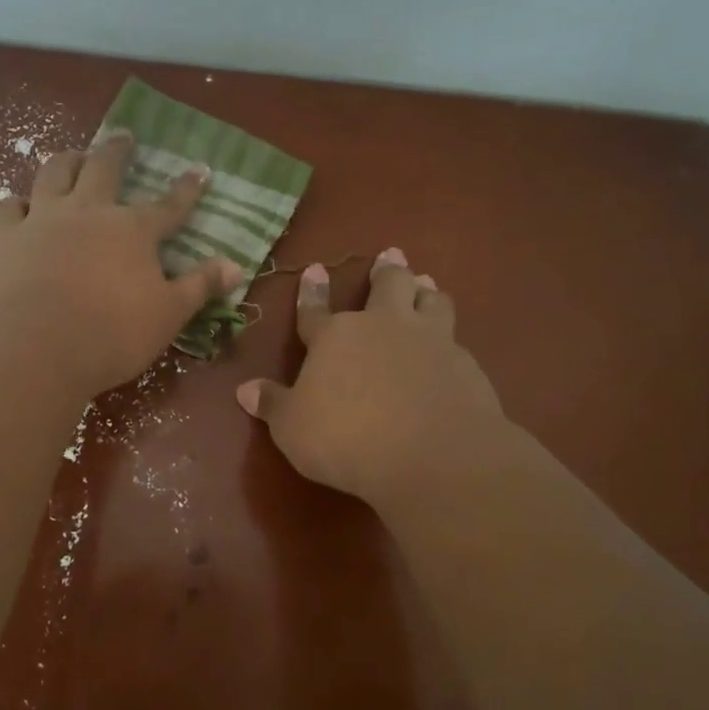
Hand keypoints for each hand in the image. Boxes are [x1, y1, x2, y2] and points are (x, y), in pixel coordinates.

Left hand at [0, 132, 241, 395]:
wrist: (39, 345)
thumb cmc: (114, 333)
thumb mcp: (169, 314)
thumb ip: (200, 286)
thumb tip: (236, 266)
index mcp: (133, 230)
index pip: (168, 205)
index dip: (186, 189)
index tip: (200, 170)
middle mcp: (88, 211)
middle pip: (104, 169)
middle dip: (117, 151)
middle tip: (123, 135)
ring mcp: (43, 219)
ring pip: (54, 174)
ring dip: (66, 160)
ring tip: (73, 154)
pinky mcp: (5, 237)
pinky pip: (9, 207)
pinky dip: (17, 202)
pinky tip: (19, 203)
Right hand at [235, 248, 507, 510]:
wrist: (431, 454)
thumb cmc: (346, 438)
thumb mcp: (292, 428)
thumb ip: (272, 405)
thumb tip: (244, 389)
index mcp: (335, 337)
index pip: (315, 311)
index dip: (312, 292)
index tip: (315, 269)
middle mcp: (383, 326)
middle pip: (387, 285)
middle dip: (386, 270)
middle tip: (390, 255)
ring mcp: (429, 340)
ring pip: (431, 300)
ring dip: (425, 290)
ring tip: (425, 284)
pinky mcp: (464, 363)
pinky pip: (455, 338)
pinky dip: (449, 336)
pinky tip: (451, 347)